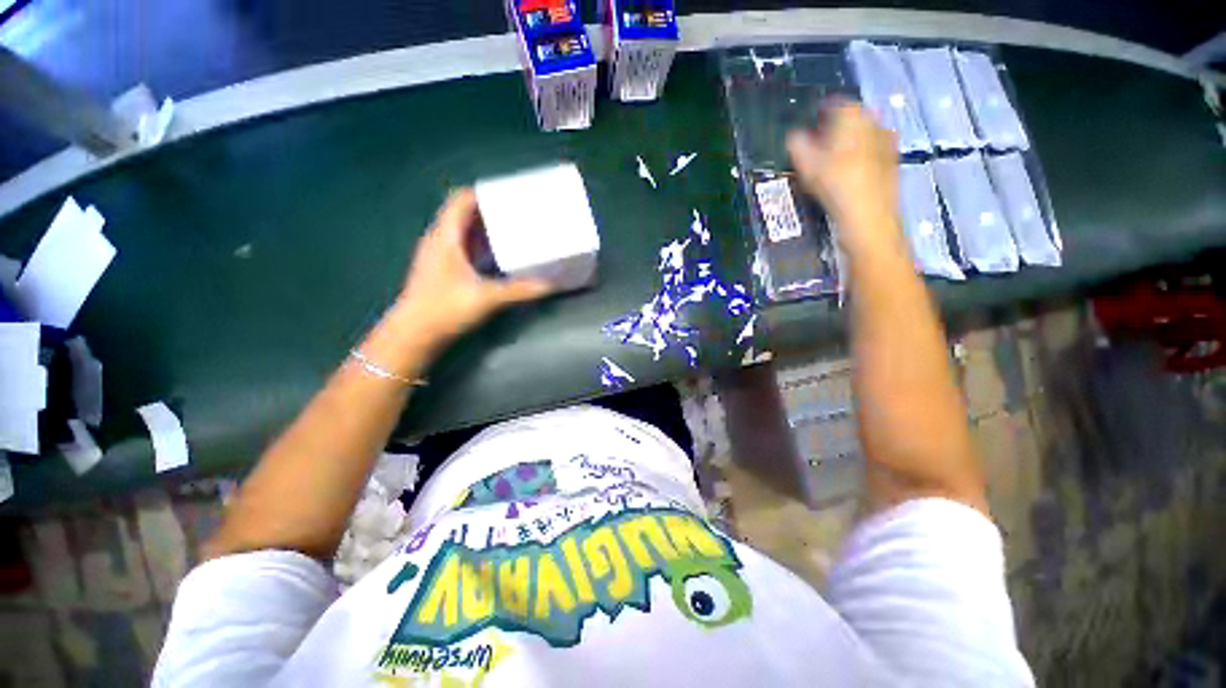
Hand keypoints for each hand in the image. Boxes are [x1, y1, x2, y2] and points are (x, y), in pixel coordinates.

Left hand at [392, 189, 552, 344]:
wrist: (414, 335)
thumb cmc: (444, 309)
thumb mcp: (486, 297)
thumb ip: (520, 290)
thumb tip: (551, 284)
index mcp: (445, 236)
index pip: (461, 200)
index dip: (483, 193)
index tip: (508, 194)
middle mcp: (440, 240)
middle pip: (464, 214)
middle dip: (490, 211)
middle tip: (517, 213)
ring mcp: (439, 256)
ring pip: (464, 233)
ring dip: (486, 230)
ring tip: (512, 230)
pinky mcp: (443, 271)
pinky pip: (464, 249)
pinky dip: (481, 247)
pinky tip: (498, 256)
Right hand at [786, 100, 902, 257]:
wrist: (868, 216)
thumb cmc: (836, 186)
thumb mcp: (807, 166)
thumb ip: (797, 146)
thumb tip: (793, 137)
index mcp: (854, 117)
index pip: (836, 103)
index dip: (820, 112)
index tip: (809, 123)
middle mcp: (874, 123)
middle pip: (851, 118)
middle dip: (834, 128)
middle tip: (816, 143)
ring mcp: (886, 142)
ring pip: (862, 135)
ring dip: (846, 143)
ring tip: (829, 160)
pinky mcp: (891, 161)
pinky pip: (871, 151)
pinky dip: (858, 157)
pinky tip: (846, 174)